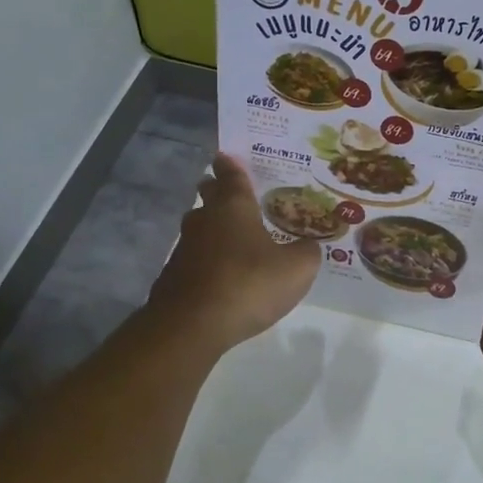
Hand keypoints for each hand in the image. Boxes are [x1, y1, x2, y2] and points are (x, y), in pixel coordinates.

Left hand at [147, 153, 321, 354]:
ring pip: (199, 228)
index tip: (226, 156)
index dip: (231, 165)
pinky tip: (220, 275)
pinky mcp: (173, 276)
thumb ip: (307, 252)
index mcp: (234, 207)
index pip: (231, 175)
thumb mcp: (296, 269)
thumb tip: (309, 246)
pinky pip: (194, 259)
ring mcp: (184, 247)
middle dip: (217, 192)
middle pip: (209, 197)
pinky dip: (206, 261)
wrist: (191, 325)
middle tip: (230, 193)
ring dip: (213, 229)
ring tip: (232, 239)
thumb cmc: (248, 284)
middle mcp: (205, 219)